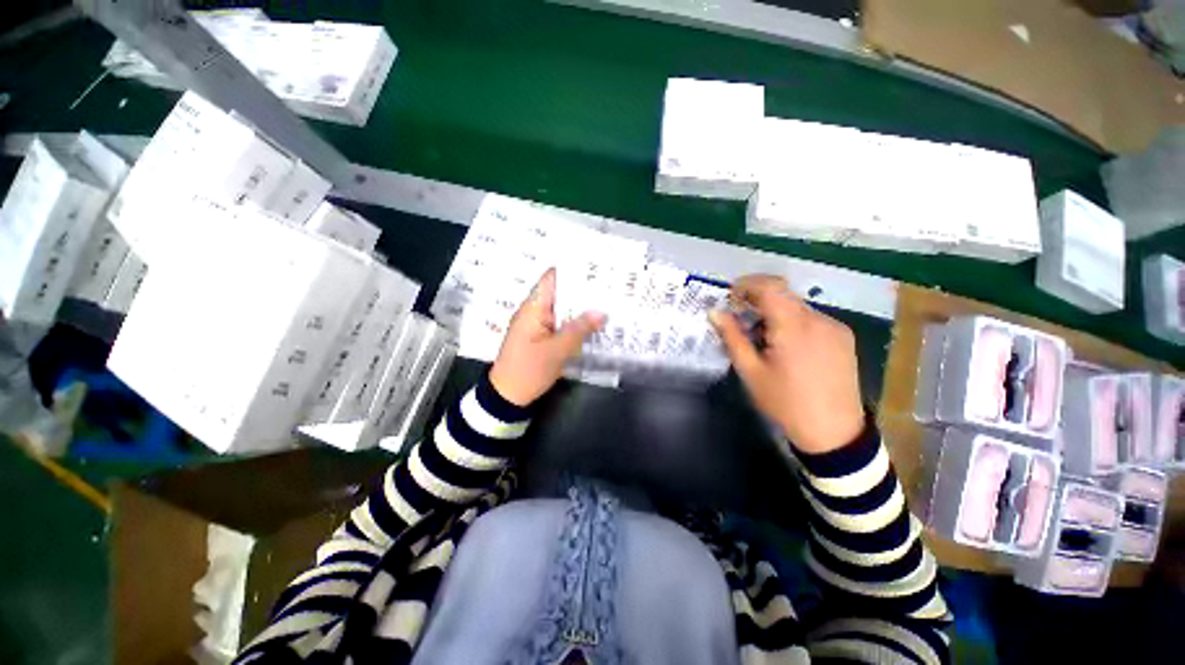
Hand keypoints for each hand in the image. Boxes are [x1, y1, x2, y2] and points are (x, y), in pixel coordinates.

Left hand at [489, 269, 605, 406]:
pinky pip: (561, 323)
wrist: (507, 396)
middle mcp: (535, 312)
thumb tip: (601, 312)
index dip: (571, 270)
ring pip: (562, 309)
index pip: (551, 279)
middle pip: (560, 293)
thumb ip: (579, 330)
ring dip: (580, 307)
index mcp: (533, 308)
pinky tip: (593, 324)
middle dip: (582, 289)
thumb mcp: (556, 351)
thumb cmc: (528, 370)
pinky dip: (575, 322)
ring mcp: (538, 325)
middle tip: (609, 286)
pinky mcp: (542, 337)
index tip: (595, 268)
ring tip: (607, 302)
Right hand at [709, 275, 864, 454]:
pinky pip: (812, 319)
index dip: (747, 284)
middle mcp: (818, 319)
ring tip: (762, 340)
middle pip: (783, 295)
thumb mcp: (750, 371)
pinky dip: (792, 323)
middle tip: (740, 320)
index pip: (770, 286)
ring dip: (775, 313)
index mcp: (794, 327)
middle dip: (758, 301)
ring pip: (797, 307)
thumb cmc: (785, 402)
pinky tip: (786, 347)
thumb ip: (732, 337)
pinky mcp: (844, 337)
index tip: (731, 297)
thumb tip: (714, 312)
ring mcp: (835, 327)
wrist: (834, 432)